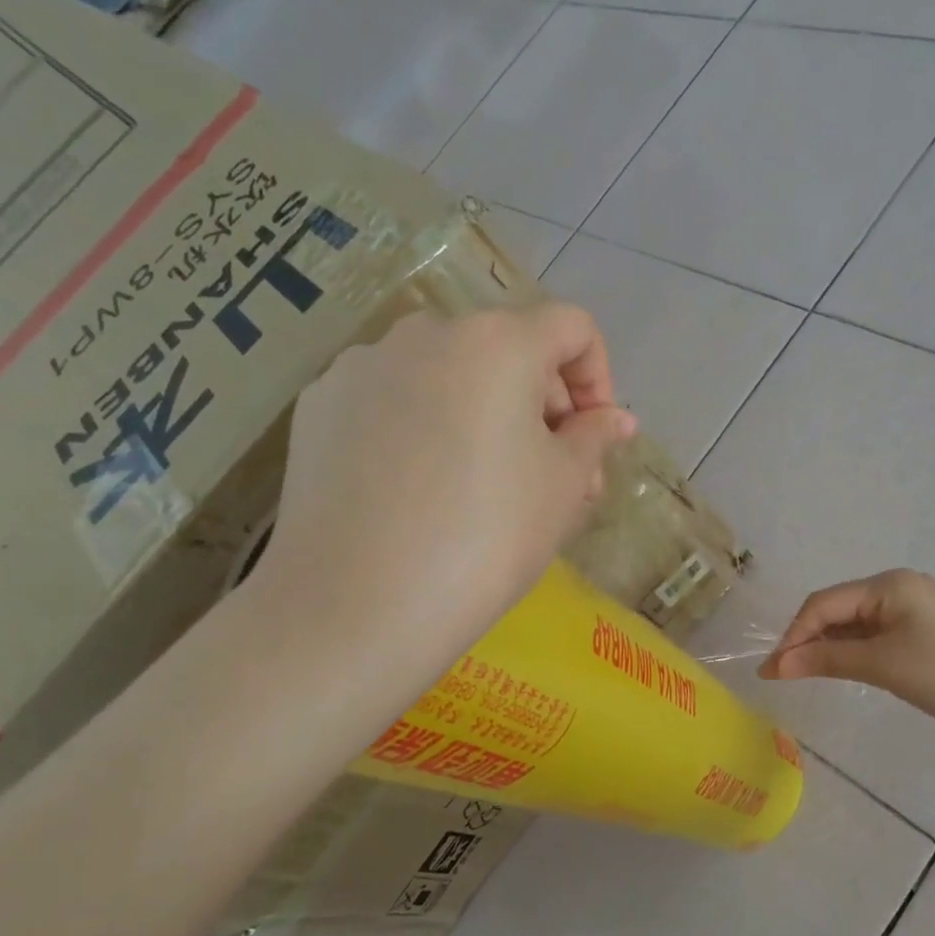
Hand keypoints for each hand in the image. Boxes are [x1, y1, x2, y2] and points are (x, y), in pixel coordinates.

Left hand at [252, 304, 636, 664]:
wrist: (358, 606)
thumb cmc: (487, 539)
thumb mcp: (564, 488)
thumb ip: (594, 438)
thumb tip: (614, 420)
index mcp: (496, 342)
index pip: (571, 328)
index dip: (597, 378)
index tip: (594, 439)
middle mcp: (425, 334)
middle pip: (506, 349)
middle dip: (542, 404)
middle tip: (554, 476)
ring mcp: (362, 367)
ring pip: (448, 376)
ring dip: (485, 415)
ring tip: (487, 487)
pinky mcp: (320, 407)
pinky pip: (394, 401)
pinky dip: (424, 428)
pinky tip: (420, 491)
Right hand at [760, 569, 934, 741]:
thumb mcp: (883, 666)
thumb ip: (827, 660)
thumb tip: (776, 665)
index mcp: (888, 584)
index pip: (823, 603)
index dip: (793, 634)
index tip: (772, 670)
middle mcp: (897, 586)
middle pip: (837, 608)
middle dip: (807, 639)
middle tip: (784, 675)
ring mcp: (912, 605)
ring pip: (855, 622)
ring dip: (828, 645)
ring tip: (806, 674)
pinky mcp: (922, 627)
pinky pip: (874, 632)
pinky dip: (853, 649)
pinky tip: (842, 667)